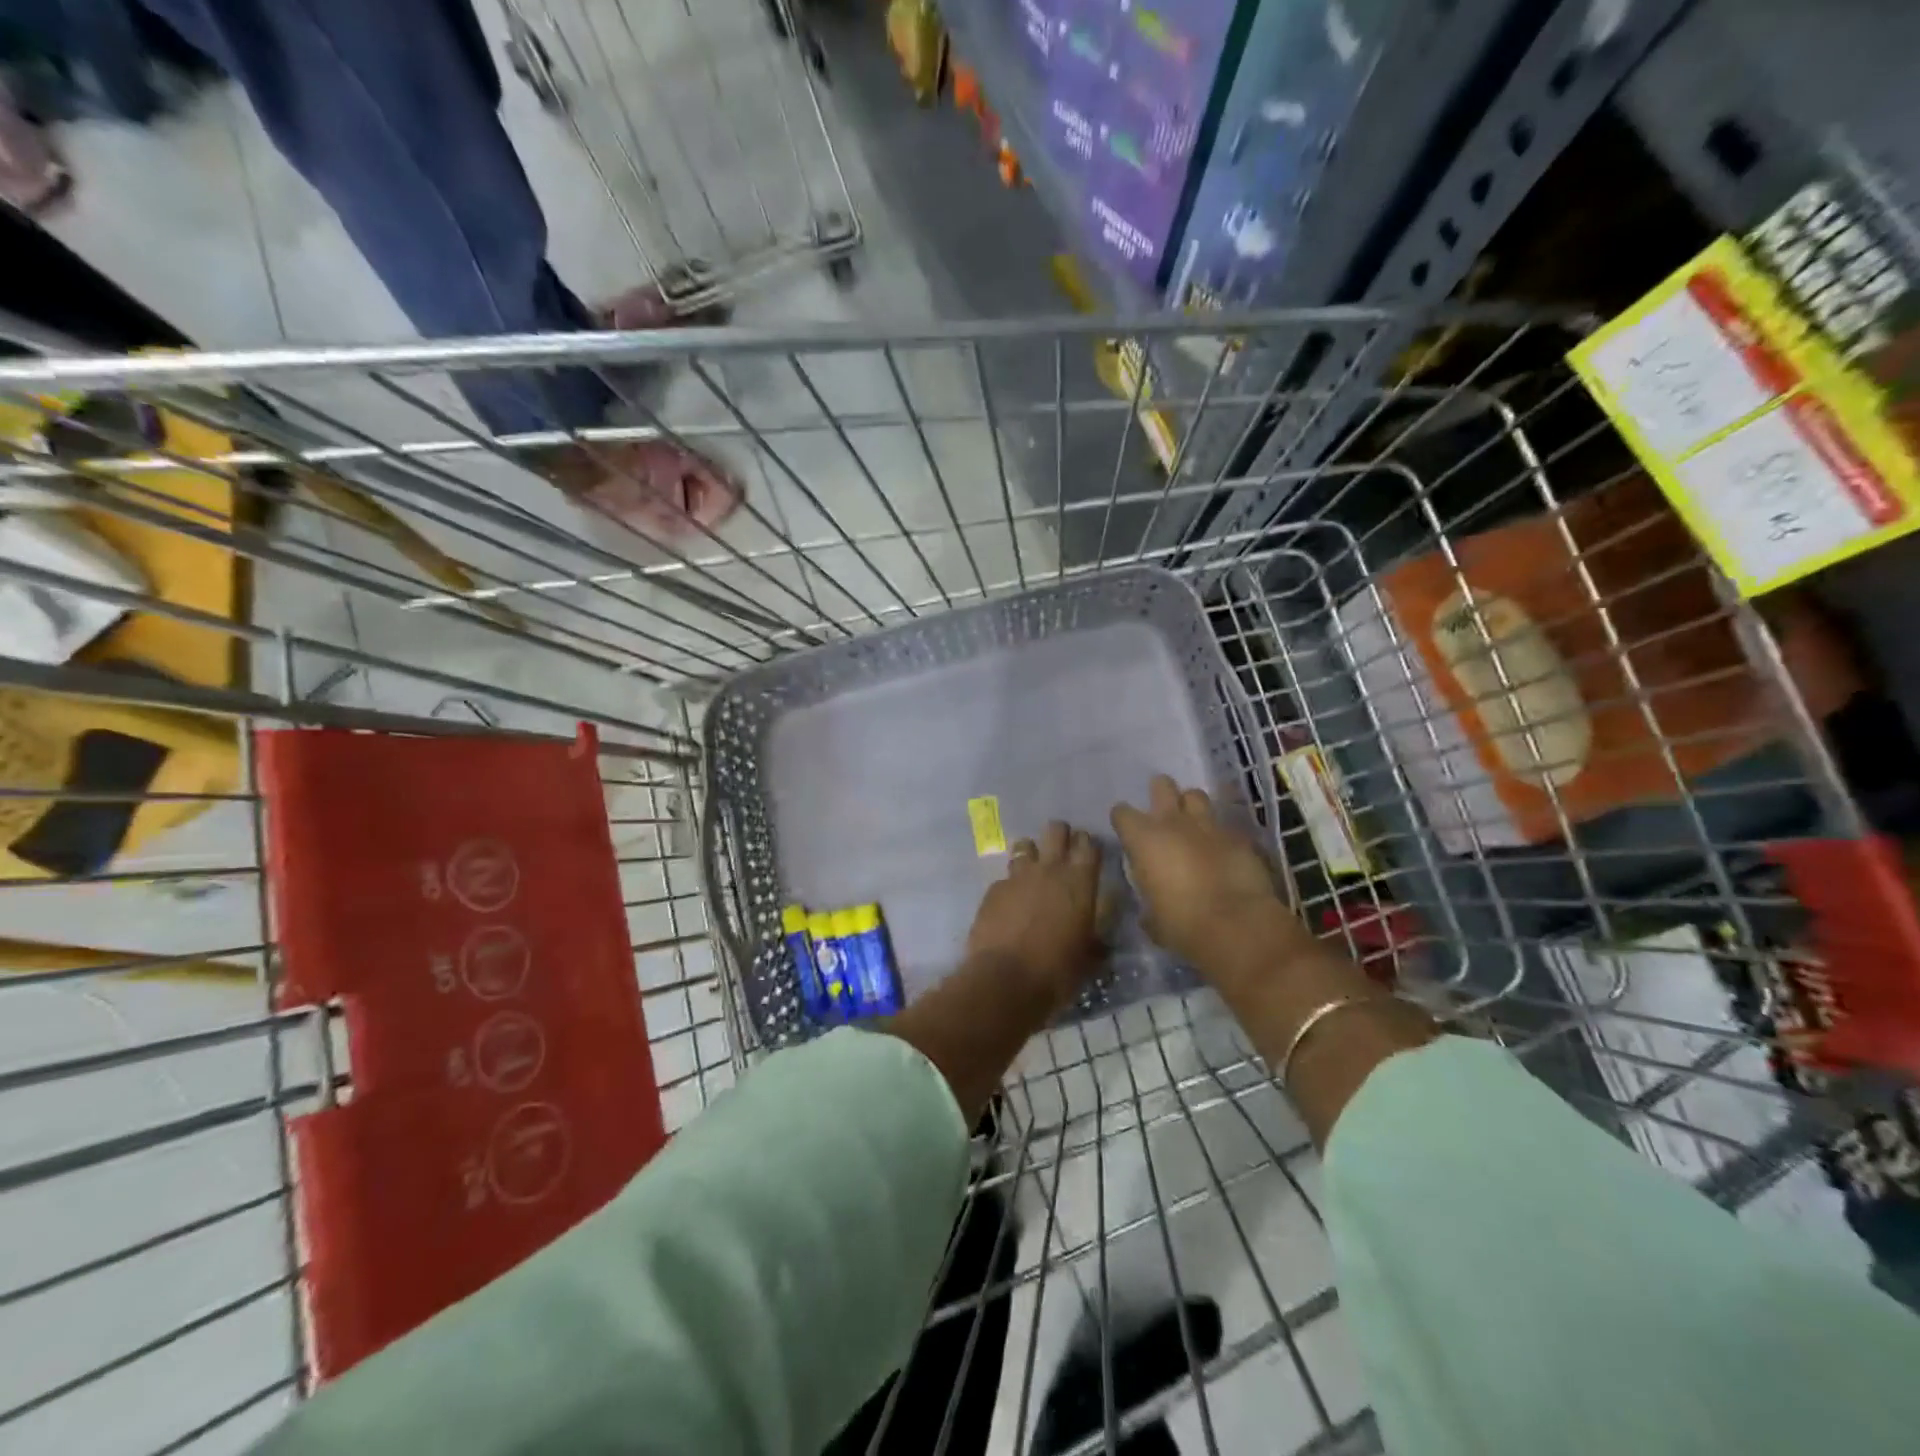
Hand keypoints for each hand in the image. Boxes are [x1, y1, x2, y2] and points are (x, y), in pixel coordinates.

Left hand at [965, 820, 1102, 1007]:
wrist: (1004, 980)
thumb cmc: (1057, 971)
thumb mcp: (1088, 958)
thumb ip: (1095, 940)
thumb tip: (1100, 940)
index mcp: (1080, 882)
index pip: (1088, 844)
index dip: (1087, 844)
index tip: (1087, 854)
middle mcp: (1049, 870)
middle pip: (1055, 830)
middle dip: (1059, 836)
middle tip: (1060, 853)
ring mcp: (1017, 876)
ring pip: (1025, 845)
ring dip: (1031, 855)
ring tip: (1032, 874)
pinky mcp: (993, 889)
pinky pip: (1005, 877)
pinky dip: (1010, 886)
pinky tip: (1009, 904)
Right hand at [1111, 775, 1290, 973]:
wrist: (1235, 925)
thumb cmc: (1181, 923)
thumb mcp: (1151, 916)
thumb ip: (1147, 897)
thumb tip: (1150, 903)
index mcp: (1143, 838)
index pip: (1121, 812)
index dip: (1123, 821)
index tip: (1127, 833)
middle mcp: (1173, 822)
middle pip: (1162, 785)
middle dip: (1160, 793)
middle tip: (1162, 814)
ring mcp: (1208, 825)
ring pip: (1196, 795)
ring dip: (1191, 807)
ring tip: (1193, 824)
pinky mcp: (1238, 836)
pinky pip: (1224, 826)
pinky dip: (1219, 835)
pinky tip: (1222, 851)